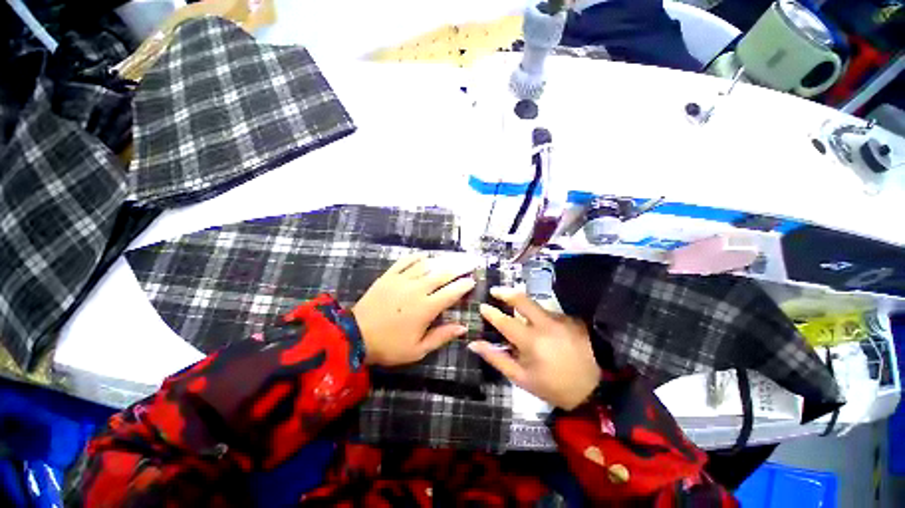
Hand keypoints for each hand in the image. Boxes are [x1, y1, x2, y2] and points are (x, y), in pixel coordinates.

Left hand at [352, 253, 476, 366]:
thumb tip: (463, 328)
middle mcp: (417, 289)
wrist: (355, 336)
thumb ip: (441, 336)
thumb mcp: (417, 349)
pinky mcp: (388, 276)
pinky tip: (425, 255)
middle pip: (442, 274)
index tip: (472, 280)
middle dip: (459, 267)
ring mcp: (401, 280)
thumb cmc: (389, 346)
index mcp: (426, 308)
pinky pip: (405, 261)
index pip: (451, 293)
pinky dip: (416, 257)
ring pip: (426, 265)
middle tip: (471, 262)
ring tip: (453, 257)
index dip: (464, 285)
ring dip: (442, 260)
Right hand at [469, 287, 601, 409]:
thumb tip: (474, 344)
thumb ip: (497, 359)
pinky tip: (543, 329)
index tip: (482, 306)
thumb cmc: (554, 386)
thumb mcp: (522, 378)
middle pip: (522, 299)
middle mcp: (546, 323)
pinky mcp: (571, 319)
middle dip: (505, 292)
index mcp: (531, 341)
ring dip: (524, 307)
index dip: (491, 312)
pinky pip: (549, 313)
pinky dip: (540, 316)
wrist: (597, 388)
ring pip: (536, 306)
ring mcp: (561, 318)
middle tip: (494, 291)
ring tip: (519, 317)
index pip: (505, 321)